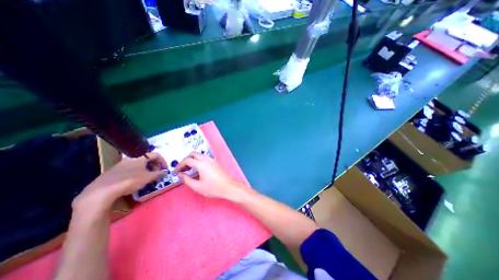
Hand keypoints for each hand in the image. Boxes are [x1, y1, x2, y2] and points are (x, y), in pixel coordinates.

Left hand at [74, 153, 166, 212]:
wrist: (103, 190)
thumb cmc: (130, 180)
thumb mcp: (148, 177)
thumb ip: (158, 174)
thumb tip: (164, 172)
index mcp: (141, 157)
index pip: (156, 155)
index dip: (163, 161)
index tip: (165, 169)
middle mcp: (132, 157)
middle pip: (148, 158)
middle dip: (155, 165)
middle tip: (157, 173)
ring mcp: (122, 163)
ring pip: (139, 163)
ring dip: (147, 169)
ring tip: (148, 177)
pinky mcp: (115, 170)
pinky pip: (131, 168)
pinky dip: (138, 171)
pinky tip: (136, 180)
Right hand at [174, 153, 249, 201]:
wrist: (228, 187)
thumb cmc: (213, 188)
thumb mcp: (197, 186)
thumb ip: (186, 180)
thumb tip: (180, 174)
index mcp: (201, 164)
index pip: (187, 160)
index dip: (179, 165)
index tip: (175, 172)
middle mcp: (207, 159)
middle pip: (193, 154)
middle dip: (185, 160)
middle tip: (181, 169)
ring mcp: (212, 160)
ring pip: (199, 155)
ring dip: (192, 160)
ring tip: (188, 170)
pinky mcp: (215, 162)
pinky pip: (204, 158)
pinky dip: (198, 161)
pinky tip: (197, 169)